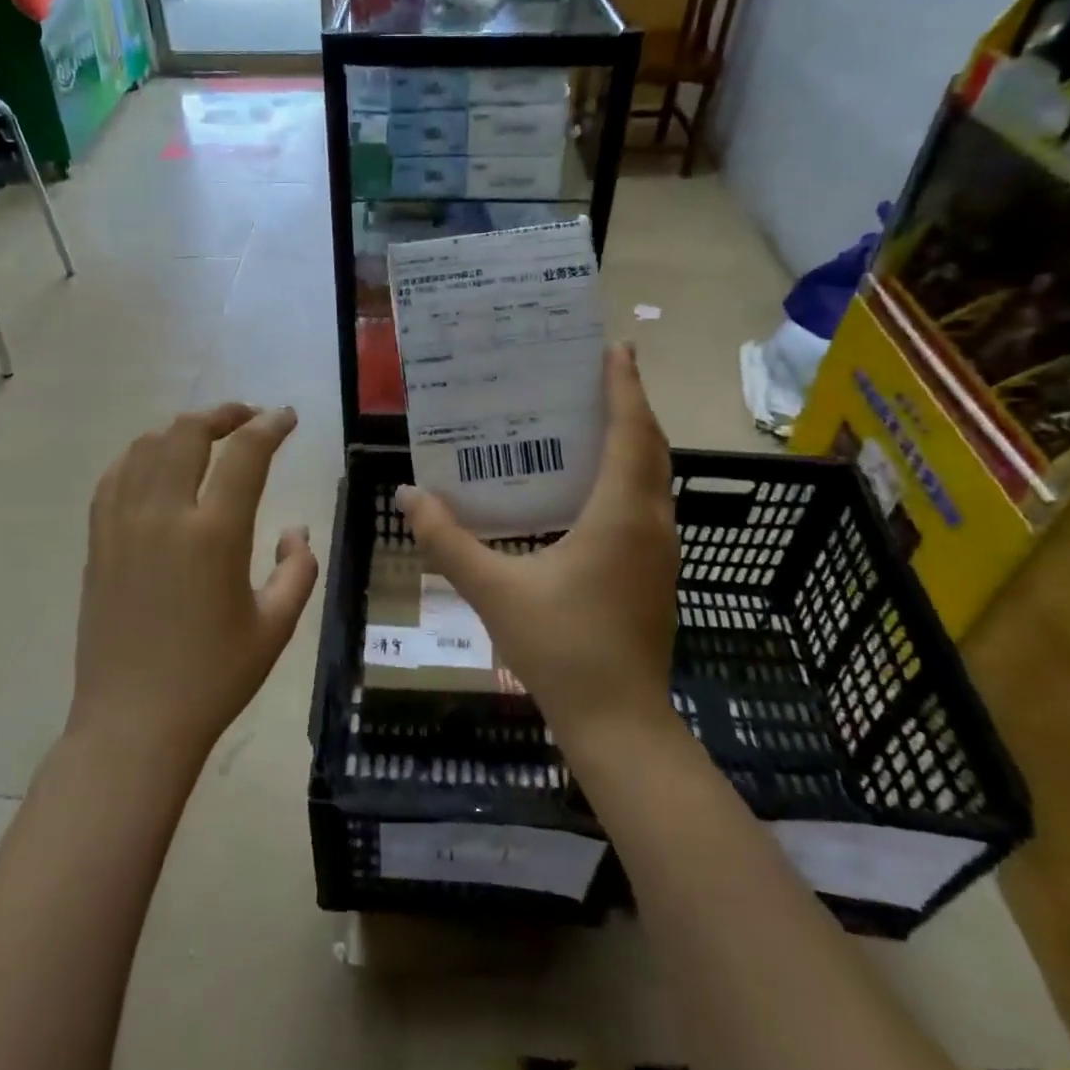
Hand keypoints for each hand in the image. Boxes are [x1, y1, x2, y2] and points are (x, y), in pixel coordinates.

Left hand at [69, 404, 318, 759]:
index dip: (270, 426)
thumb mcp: (276, 626)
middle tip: (248, 418)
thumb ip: (298, 568)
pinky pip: (114, 477)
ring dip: (180, 430)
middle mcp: (164, 515)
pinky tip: (156, 464)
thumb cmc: (214, 677)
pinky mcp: (98, 543)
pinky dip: (140, 455)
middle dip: (223, 414)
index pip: (245, 454)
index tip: (287, 417)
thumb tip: (296, 528)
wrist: (134, 722)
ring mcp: (122, 525)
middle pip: (187, 434)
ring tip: (206, 436)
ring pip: (146, 447)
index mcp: (214, 534)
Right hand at [398, 345, 677, 748]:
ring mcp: (660, 550)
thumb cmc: (561, 648)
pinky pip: (648, 503)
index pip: (629, 432)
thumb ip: (448, 541)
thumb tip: (409, 496)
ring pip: (654, 477)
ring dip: (633, 442)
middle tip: (598, 374)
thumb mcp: (494, 590)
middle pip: (650, 447)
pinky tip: (592, 488)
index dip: (624, 386)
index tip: (617, 348)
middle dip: (630, 405)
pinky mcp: (656, 572)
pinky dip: (628, 476)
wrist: (618, 721)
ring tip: (592, 420)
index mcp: (619, 513)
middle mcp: (651, 522)